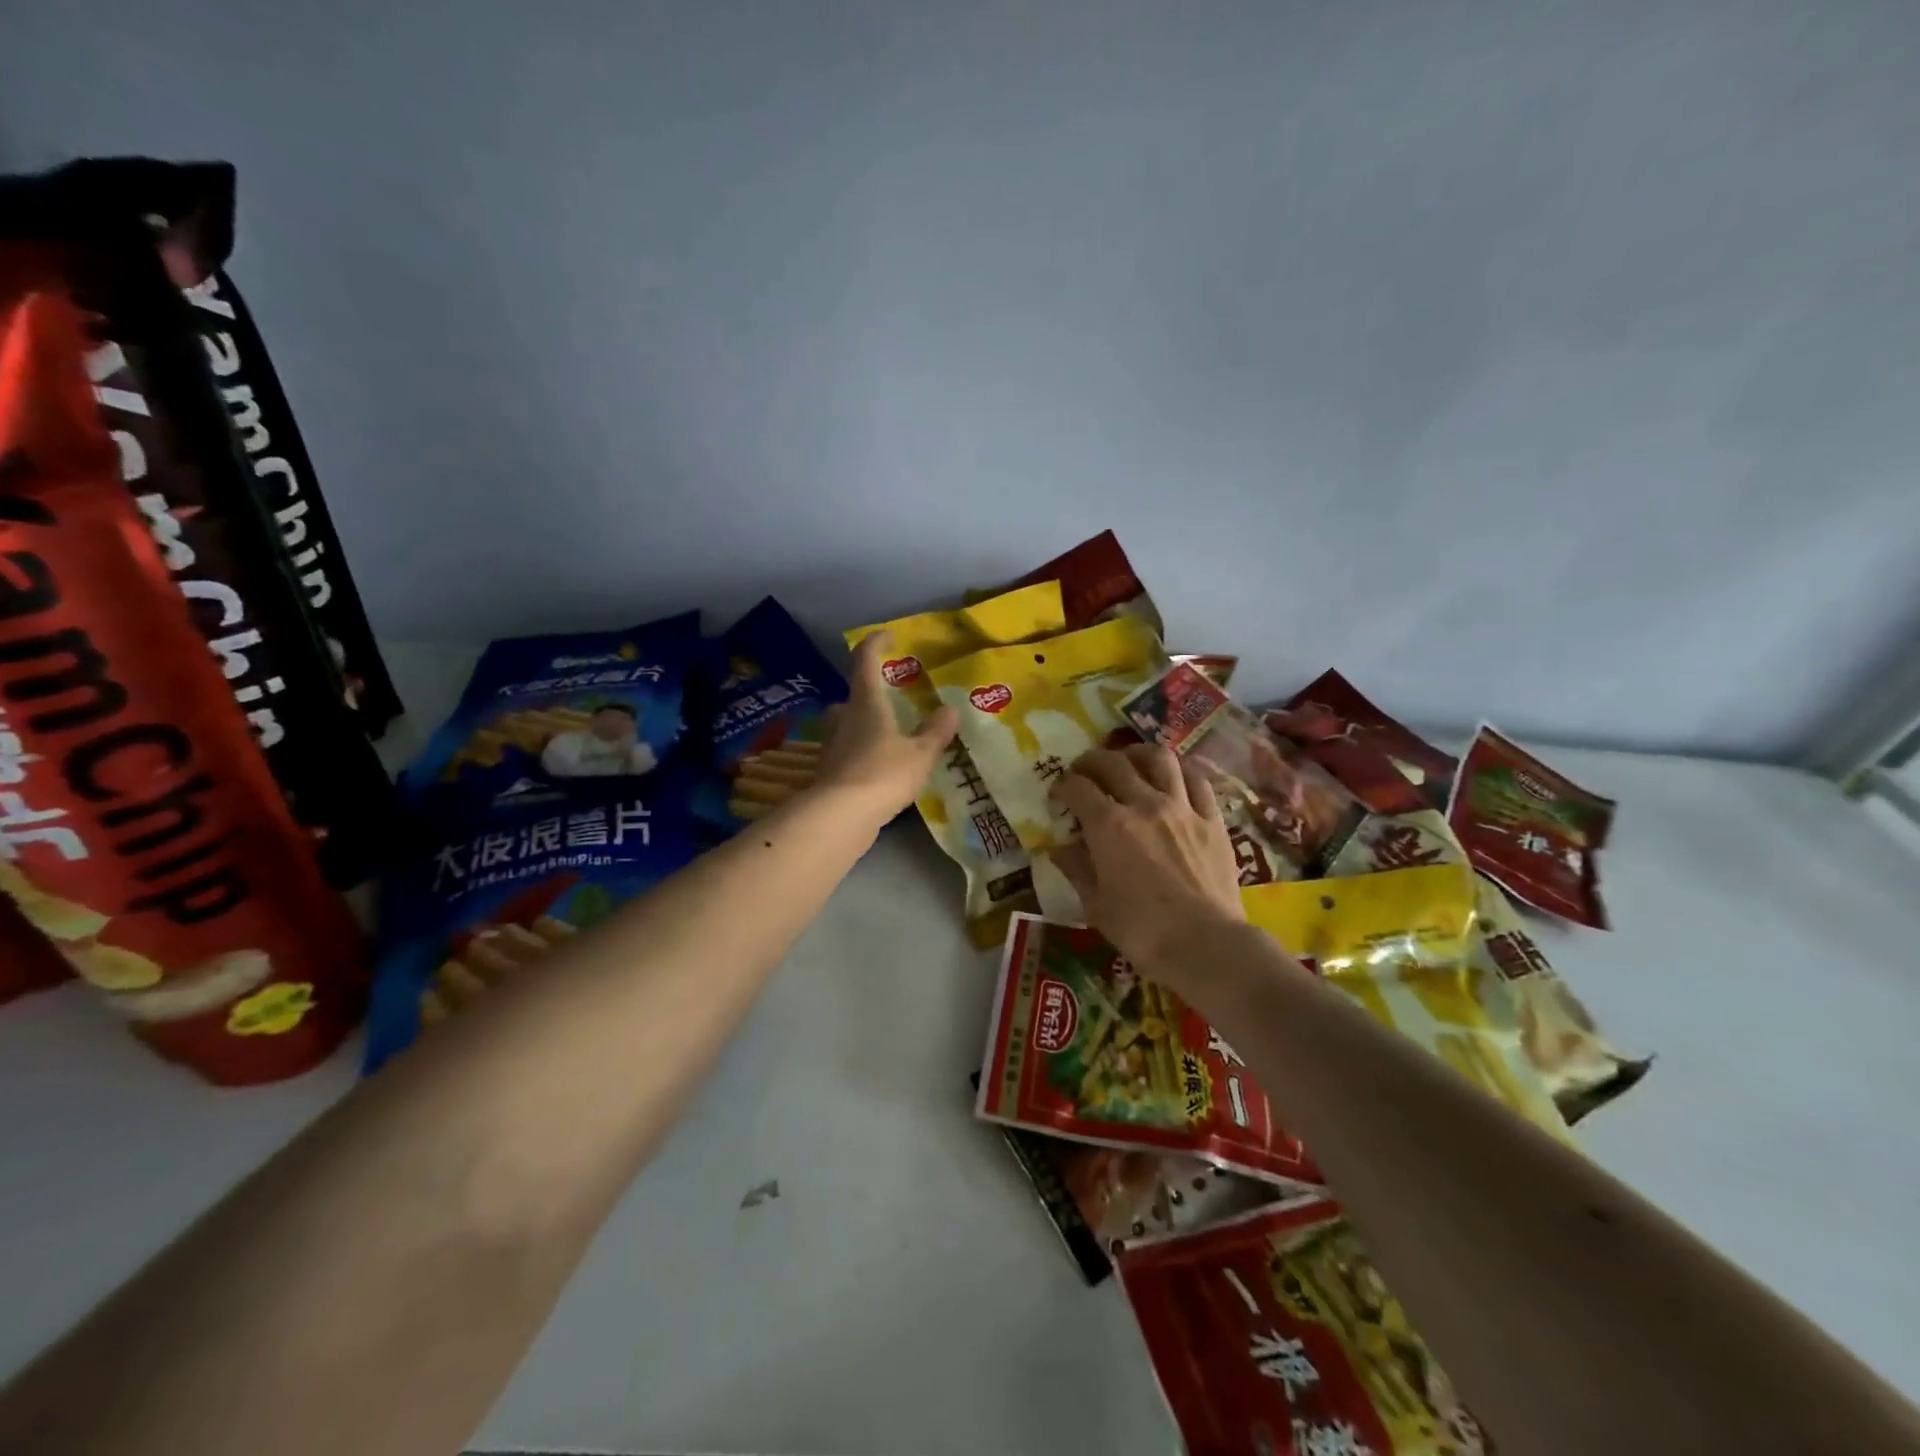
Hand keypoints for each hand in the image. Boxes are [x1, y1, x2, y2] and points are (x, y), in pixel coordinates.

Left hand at [814, 630, 958, 828]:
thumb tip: (950, 710)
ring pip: (847, 724)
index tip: (889, 636)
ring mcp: (832, 745)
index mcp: (866, 703)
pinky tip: (878, 766)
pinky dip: (861, 751)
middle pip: (853, 695)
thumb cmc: (883, 774)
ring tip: (889, 734)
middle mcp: (844, 717)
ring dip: (864, 723)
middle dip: (870, 693)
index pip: (865, 660)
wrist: (840, 816)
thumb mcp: (920, 754)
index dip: (876, 643)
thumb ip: (935, 732)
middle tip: (892, 699)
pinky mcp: (828, 771)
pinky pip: (847, 751)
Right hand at [1049, 744, 1244, 976]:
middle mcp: (1144, 804)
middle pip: (1114, 763)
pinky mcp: (1212, 819)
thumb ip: (1076, 869)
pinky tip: (1173, 776)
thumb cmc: (1142, 931)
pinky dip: (1181, 771)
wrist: (1206, 945)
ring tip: (1129, 761)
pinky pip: (1197, 780)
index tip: (1058, 795)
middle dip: (1091, 761)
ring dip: (1137, 754)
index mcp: (1109, 825)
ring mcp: (1182, 808)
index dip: (1062, 786)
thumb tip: (1060, 848)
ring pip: (1159, 759)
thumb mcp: (1096, 905)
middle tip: (1084, 772)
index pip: (1078, 788)